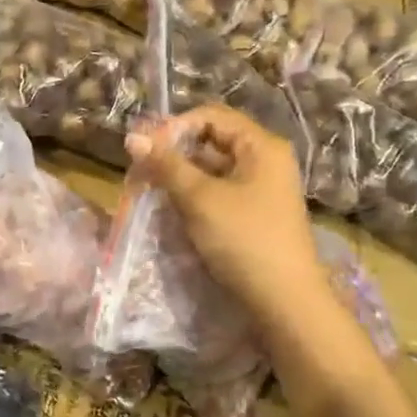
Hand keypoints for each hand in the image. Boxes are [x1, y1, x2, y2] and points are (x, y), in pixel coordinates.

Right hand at [126, 104, 322, 330]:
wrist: (284, 300)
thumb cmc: (243, 239)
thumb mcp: (199, 198)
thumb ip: (166, 165)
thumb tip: (132, 137)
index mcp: (261, 146)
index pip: (211, 116)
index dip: (175, 127)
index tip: (146, 150)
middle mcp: (265, 160)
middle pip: (212, 140)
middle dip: (174, 152)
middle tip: (143, 170)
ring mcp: (262, 189)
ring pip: (213, 169)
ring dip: (181, 176)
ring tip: (151, 191)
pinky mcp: (254, 214)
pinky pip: (219, 192)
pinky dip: (194, 195)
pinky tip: (173, 210)